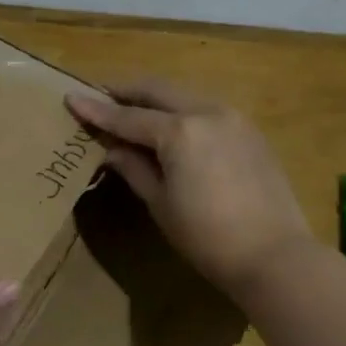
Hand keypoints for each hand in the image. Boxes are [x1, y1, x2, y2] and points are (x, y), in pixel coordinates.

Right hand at [66, 79, 314, 299]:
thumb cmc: (207, 237)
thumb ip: (133, 167)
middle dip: (125, 91)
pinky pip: (205, 109)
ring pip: (184, 95)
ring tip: (131, 110)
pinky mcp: (250, 131)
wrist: (275, 255)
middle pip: (157, 90)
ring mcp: (234, 118)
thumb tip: (110, 148)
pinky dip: (181, 111)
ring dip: (154, 99)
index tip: (71, 98)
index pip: (127, 116)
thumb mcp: (160, 203)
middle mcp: (207, 112)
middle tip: (99, 96)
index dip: (96, 110)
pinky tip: (170, 127)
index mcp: (180, 131)